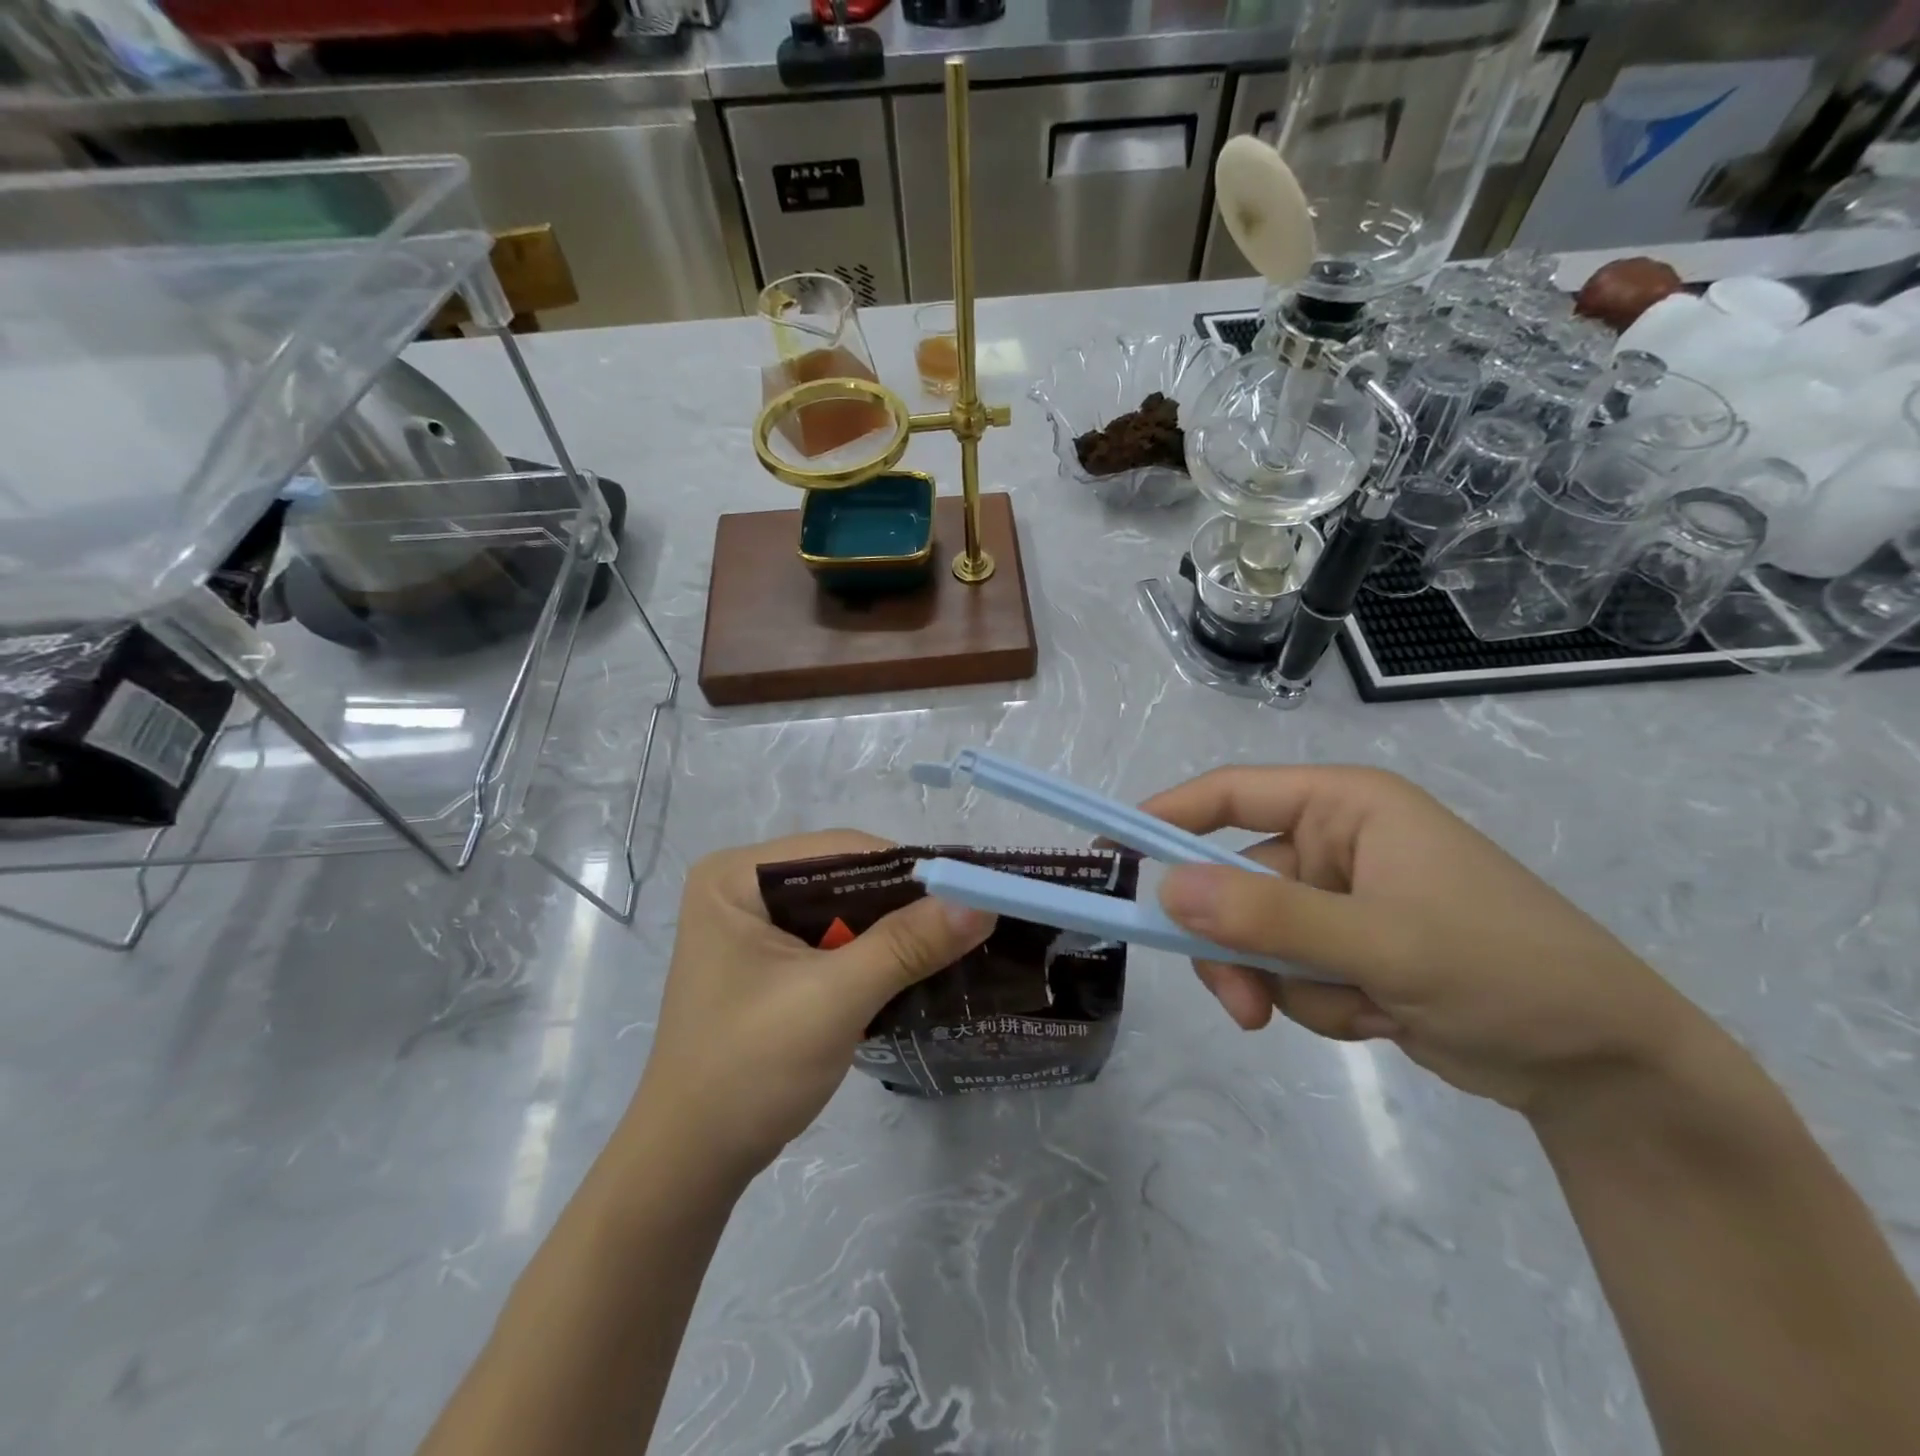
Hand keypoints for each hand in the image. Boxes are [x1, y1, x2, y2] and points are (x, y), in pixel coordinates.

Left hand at [628, 831, 994, 1181]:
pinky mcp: (769, 960)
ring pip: (845, 909)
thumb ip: (906, 944)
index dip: (907, 869)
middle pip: (844, 877)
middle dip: (902, 904)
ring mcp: (754, 925)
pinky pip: (834, 939)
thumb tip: (983, 900)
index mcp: (736, 876)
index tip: (969, 894)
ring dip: (893, 931)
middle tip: (967, 922)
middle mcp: (742, 887)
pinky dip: (874, 954)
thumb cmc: (749, 1069)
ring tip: (951, 945)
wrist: (691, 1164)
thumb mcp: (833, 999)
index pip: (840, 850)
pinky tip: (913, 969)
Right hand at [1143, 766, 1711, 1111]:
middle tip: (1245, 1006)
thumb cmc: (1504, 969)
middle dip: (1240, 947)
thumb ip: (1269, 917)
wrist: (1604, 1066)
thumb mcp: (1381, 941)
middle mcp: (1335, 842)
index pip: (1231, 793)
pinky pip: (1289, 972)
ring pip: (1257, 937)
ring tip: (1358, 1012)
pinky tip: (1380, 1019)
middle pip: (1235, 881)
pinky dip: (1319, 1003)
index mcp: (1345, 806)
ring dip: (1289, 985)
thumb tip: (1165, 891)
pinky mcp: (1349, 949)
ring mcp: (1341, 899)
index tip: (1113, 851)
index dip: (1166, 816)